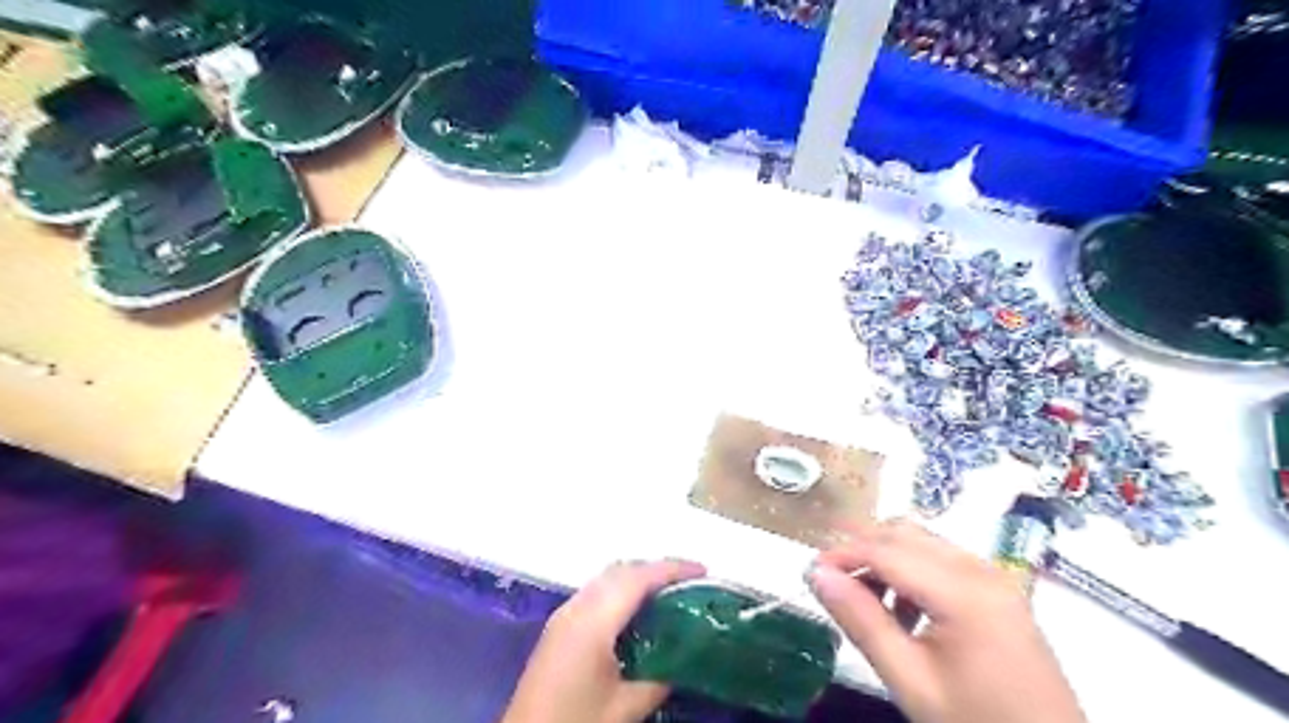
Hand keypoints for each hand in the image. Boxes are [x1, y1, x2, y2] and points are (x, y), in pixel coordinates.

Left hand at [504, 558, 704, 721]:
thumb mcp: (624, 708)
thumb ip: (658, 678)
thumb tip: (684, 658)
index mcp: (593, 621)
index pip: (637, 579)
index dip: (671, 569)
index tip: (703, 571)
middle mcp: (576, 607)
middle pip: (621, 570)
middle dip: (656, 569)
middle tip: (690, 581)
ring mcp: (564, 614)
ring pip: (607, 578)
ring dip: (638, 577)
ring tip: (669, 592)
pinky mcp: (559, 626)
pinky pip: (597, 592)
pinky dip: (622, 590)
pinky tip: (637, 611)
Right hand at [809, 523, 1080, 722]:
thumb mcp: (911, 681)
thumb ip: (862, 622)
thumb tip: (816, 574)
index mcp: (963, 591)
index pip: (885, 551)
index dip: (841, 555)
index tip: (809, 574)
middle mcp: (980, 569)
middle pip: (903, 534)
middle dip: (860, 549)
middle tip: (831, 582)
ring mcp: (993, 575)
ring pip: (920, 541)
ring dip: (884, 557)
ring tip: (864, 599)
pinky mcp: (997, 588)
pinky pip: (940, 558)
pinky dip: (909, 569)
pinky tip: (902, 609)